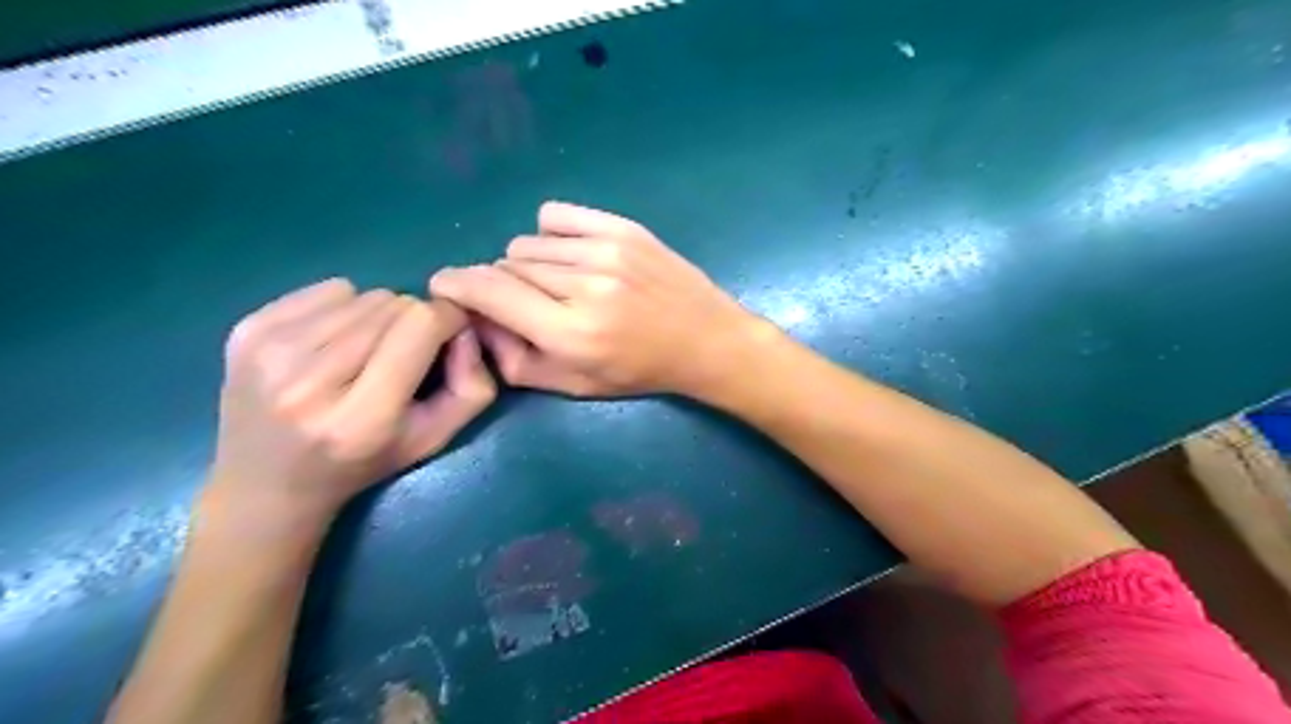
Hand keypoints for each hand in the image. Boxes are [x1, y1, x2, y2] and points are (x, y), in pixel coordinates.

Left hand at [207, 280, 495, 528]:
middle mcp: (309, 381)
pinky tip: (331, 344)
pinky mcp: (245, 330)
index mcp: (362, 417)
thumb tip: (465, 328)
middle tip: (402, 355)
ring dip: (378, 317)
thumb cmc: (363, 463)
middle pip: (393, 304)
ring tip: (365, 353)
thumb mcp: (435, 439)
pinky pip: (327, 290)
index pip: (421, 324)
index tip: (449, 337)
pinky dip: (343, 309)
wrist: (266, 486)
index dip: (447, 320)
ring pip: (363, 294)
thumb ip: (472, 388)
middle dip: (412, 322)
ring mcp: (269, 352)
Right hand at [431, 202, 762, 394]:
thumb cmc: (639, 371)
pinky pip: (555, 217)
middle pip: (506, 266)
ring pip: (529, 244)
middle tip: (526, 303)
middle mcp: (584, 286)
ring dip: (529, 265)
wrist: (704, 340)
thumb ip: (514, 360)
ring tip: (559, 285)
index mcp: (570, 333)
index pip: (489, 292)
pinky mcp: (623, 228)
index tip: (443, 284)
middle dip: (502, 285)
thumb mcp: (574, 385)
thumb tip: (475, 319)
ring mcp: (606, 251)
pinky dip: (550, 235)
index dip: (456, 284)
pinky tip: (569, 256)